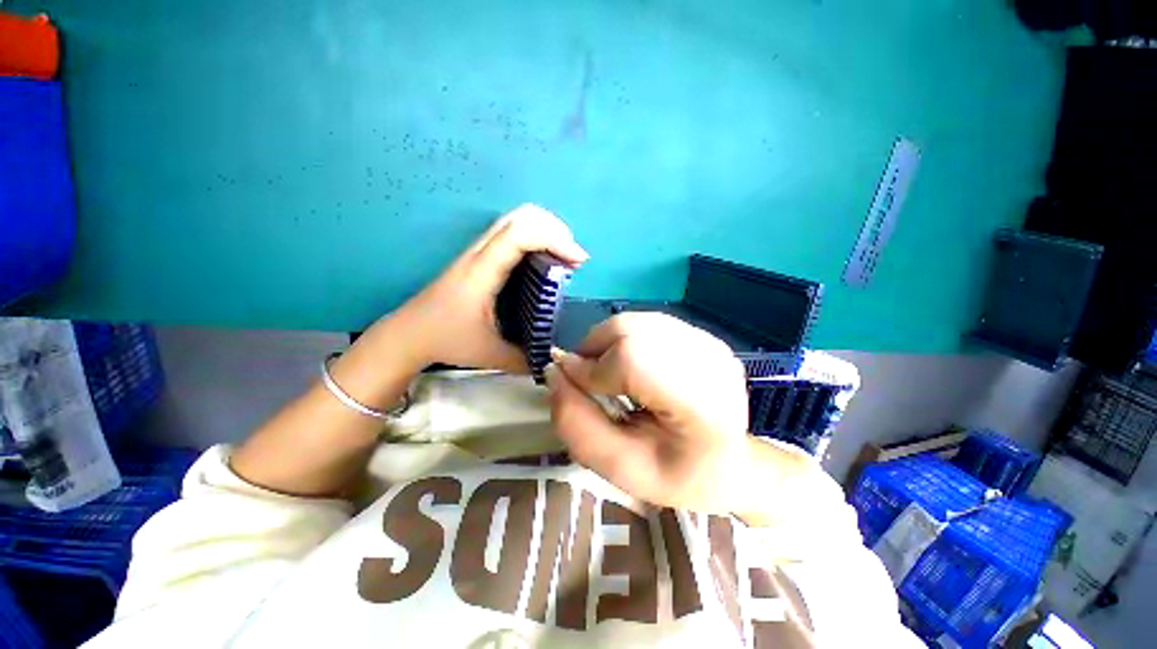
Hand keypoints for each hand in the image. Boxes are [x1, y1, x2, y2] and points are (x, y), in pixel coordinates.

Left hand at [393, 204, 587, 372]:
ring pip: (515, 219)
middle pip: (520, 216)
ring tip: (564, 256)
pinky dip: (535, 236)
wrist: (408, 333)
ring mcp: (478, 251)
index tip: (579, 261)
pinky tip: (545, 259)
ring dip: (546, 230)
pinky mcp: (479, 256)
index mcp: (482, 273)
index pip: (520, 235)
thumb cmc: (447, 340)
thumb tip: (556, 362)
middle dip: (555, 229)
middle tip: (573, 256)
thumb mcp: (491, 355)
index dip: (555, 240)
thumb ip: (527, 360)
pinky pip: (511, 232)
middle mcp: (479, 253)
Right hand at [546, 312, 753, 512]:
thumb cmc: (676, 475)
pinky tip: (629, 366)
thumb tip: (555, 371)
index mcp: (702, 405)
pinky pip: (645, 323)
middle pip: (630, 330)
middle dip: (594, 351)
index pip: (633, 359)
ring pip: (634, 321)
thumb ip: (577, 423)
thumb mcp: (619, 468)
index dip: (592, 369)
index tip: (572, 385)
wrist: (728, 462)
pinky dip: (623, 338)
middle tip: (587, 381)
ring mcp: (710, 342)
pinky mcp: (703, 335)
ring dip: (606, 344)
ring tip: (607, 374)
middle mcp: (711, 361)